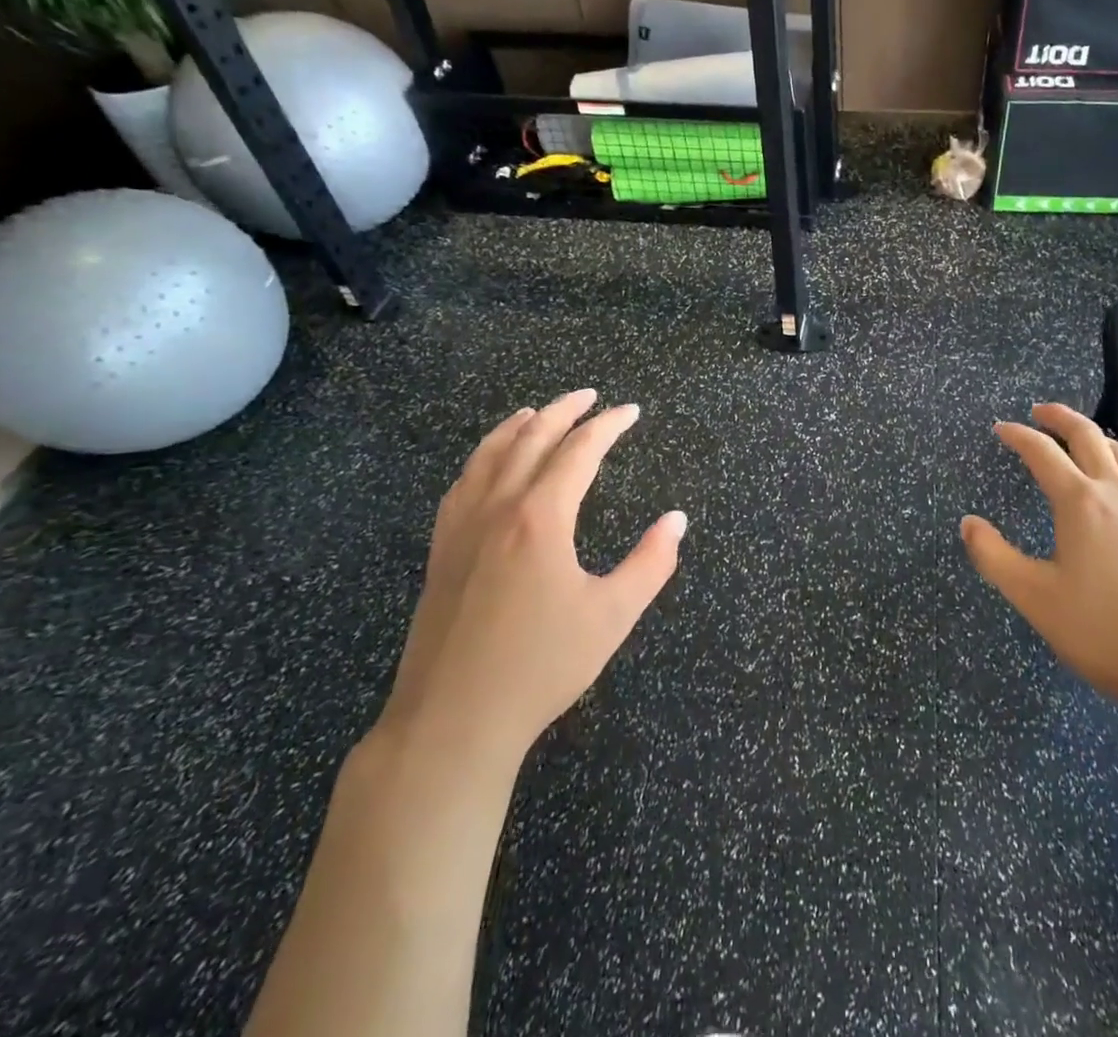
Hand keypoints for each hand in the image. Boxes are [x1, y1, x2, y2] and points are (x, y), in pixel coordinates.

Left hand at [378, 389, 683, 776]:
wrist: (452, 721)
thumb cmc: (541, 667)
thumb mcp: (612, 617)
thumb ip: (650, 563)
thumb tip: (677, 520)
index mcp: (541, 518)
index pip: (579, 450)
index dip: (608, 425)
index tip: (630, 411)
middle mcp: (498, 508)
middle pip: (531, 438)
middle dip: (564, 410)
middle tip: (590, 396)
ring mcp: (462, 527)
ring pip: (489, 454)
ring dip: (519, 425)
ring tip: (539, 411)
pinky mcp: (440, 549)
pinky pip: (462, 482)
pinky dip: (483, 456)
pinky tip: (489, 463)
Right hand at [961, 404, 1117, 729]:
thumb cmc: (1102, 630)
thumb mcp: (1033, 597)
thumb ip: (994, 557)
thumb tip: (968, 523)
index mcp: (1080, 503)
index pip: (1043, 453)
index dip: (1019, 436)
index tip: (1001, 428)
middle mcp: (1117, 496)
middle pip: (1089, 438)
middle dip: (1062, 418)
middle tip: (1040, 411)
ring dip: (1098, 437)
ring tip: (1082, 437)